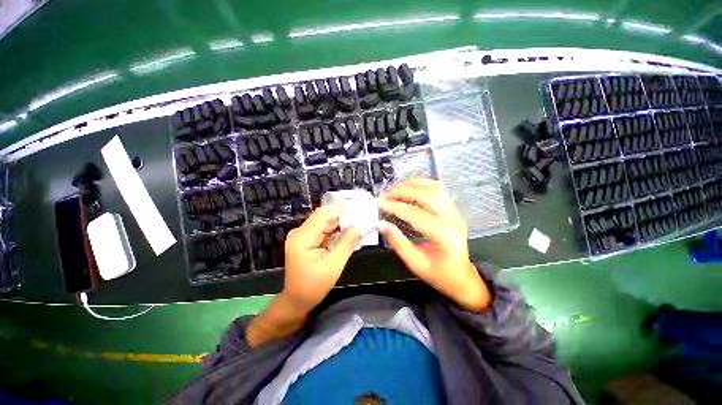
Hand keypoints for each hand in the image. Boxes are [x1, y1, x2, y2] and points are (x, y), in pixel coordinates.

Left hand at [282, 205, 362, 310]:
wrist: (297, 301)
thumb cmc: (314, 286)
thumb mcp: (334, 265)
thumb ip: (347, 243)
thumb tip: (361, 226)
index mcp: (302, 237)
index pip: (323, 214)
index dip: (341, 207)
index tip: (358, 205)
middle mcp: (300, 232)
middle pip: (324, 217)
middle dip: (343, 214)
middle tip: (361, 213)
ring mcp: (302, 236)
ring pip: (325, 223)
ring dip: (340, 222)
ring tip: (358, 219)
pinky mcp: (306, 241)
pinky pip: (323, 231)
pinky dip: (336, 230)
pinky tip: (348, 230)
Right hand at [379, 179, 490, 311]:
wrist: (461, 277)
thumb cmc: (439, 274)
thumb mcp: (415, 263)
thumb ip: (397, 242)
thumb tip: (380, 224)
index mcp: (443, 235)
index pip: (415, 214)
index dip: (395, 207)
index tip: (378, 203)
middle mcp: (452, 218)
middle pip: (426, 196)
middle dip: (402, 191)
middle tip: (385, 195)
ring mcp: (454, 212)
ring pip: (434, 187)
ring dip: (413, 184)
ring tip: (395, 189)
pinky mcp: (453, 209)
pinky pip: (438, 190)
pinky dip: (422, 185)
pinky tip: (410, 188)